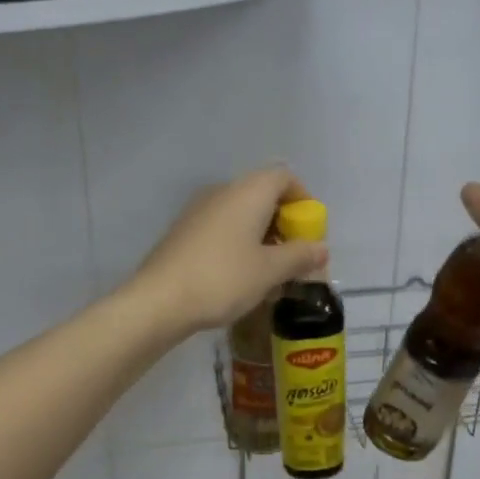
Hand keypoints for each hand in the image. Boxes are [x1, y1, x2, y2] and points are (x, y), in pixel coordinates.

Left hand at [131, 167, 328, 334]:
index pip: (284, 177)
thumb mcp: (270, 271)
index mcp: (247, 192)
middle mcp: (223, 192)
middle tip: (294, 257)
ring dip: (262, 237)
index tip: (311, 231)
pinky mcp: (184, 232)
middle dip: (284, 223)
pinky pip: (222, 228)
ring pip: (242, 214)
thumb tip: (321, 248)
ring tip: (271, 274)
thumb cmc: (223, 279)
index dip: (303, 200)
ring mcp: (199, 211)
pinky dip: (239, 245)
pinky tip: (241, 278)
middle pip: (263, 195)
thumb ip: (300, 256)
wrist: (159, 301)